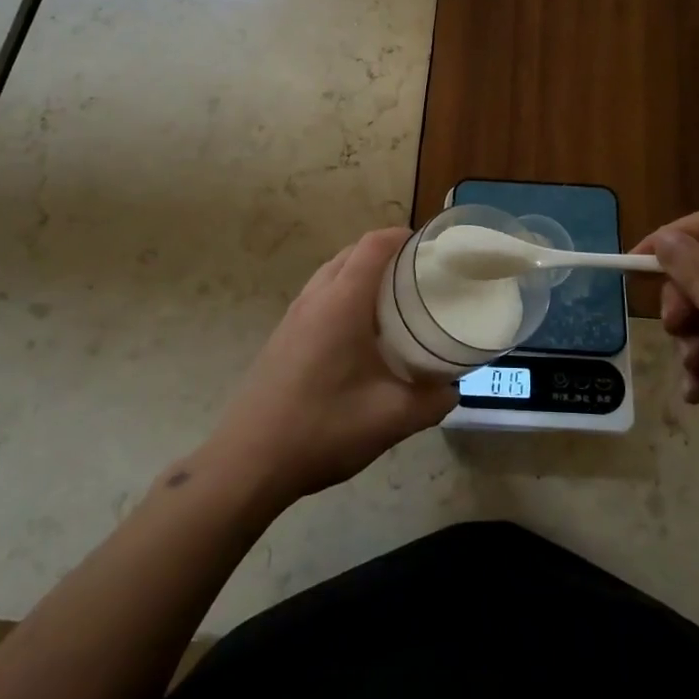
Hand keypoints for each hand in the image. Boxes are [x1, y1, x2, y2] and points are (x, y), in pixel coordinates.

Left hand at [202, 228, 456, 506]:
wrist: (247, 462)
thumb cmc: (322, 429)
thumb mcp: (390, 419)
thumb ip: (431, 401)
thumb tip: (451, 390)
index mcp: (342, 302)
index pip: (373, 245)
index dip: (402, 236)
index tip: (430, 247)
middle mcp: (315, 297)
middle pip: (352, 253)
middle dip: (386, 254)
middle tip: (419, 275)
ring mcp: (293, 316)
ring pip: (332, 273)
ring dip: (362, 274)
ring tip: (394, 301)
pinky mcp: (282, 335)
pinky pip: (319, 296)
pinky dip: (343, 294)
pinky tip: (359, 334)